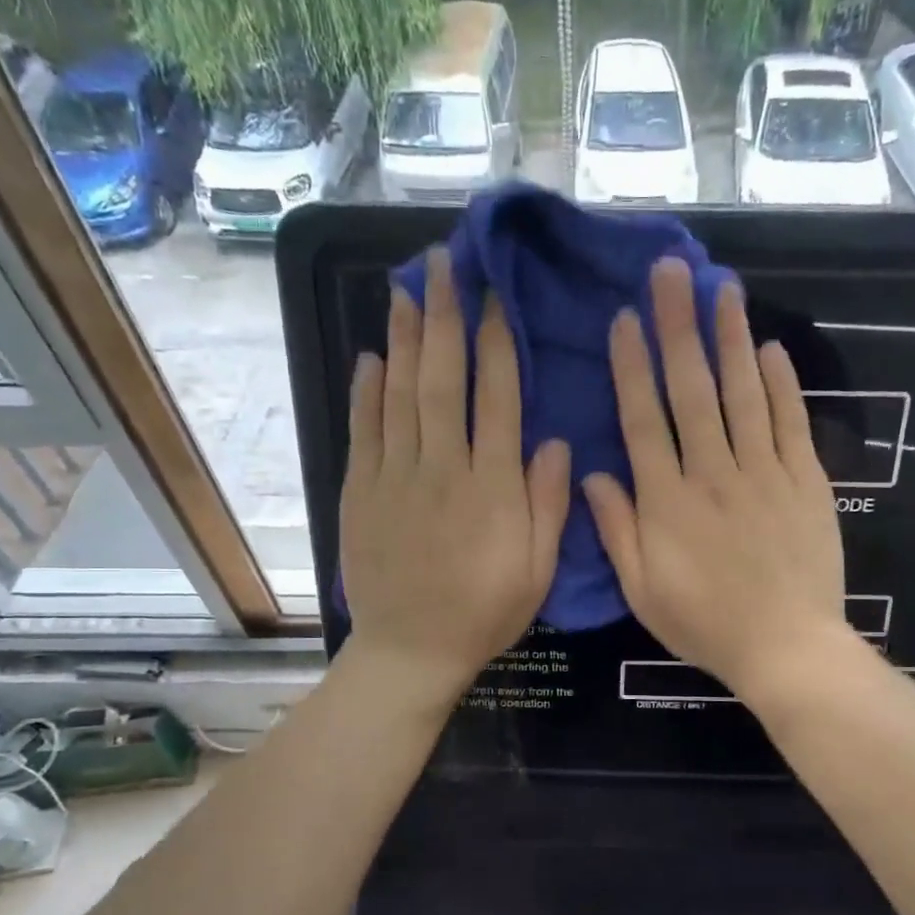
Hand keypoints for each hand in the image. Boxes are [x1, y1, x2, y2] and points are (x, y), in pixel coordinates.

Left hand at [341, 247, 570, 706]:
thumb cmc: (484, 612)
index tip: (496, 296)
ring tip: (407, 289)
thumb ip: (547, 504)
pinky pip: (363, 431)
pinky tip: (372, 356)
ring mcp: (394, 478)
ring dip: (404, 338)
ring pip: (399, 395)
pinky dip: (366, 391)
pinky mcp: (360, 493)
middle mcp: (442, 469)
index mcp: (492, 487)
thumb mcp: (537, 570)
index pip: (497, 398)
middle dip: (445, 317)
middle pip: (442, 380)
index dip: (497, 342)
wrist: (411, 649)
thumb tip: (554, 440)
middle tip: (443, 264)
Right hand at [582, 258, 847, 702]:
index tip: (624, 319)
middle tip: (671, 271)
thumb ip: (616, 530)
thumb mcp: (643, 590)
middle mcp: (712, 473)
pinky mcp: (805, 483)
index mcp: (667, 501)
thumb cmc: (705, 624)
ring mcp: (764, 474)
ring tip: (722, 288)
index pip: (643, 420)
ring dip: (731, 339)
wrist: (786, 647)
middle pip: (692, 390)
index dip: (631, 367)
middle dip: (678, 326)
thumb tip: (592, 474)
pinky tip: (771, 349)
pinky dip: (782, 386)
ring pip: (743, 394)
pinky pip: (791, 424)